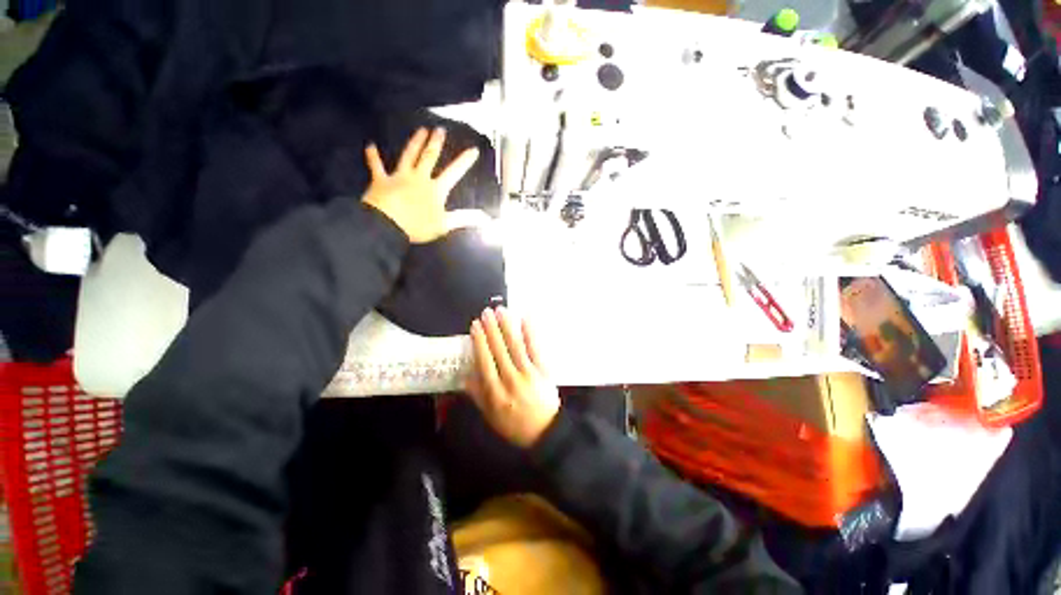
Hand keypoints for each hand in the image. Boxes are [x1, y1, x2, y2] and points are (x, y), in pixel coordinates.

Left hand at [362, 128, 479, 243]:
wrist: (387, 224)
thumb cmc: (418, 225)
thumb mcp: (445, 224)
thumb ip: (465, 218)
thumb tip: (486, 217)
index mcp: (435, 189)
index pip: (454, 173)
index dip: (464, 161)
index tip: (473, 149)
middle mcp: (419, 178)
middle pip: (429, 157)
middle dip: (436, 143)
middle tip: (440, 129)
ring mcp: (399, 176)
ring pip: (408, 156)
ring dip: (414, 143)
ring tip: (420, 130)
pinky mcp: (381, 180)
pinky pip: (376, 166)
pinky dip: (373, 156)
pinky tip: (370, 146)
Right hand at [466, 308, 560, 448]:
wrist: (545, 432)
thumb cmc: (514, 425)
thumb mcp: (491, 416)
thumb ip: (478, 395)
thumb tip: (465, 376)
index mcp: (495, 393)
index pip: (485, 362)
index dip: (479, 342)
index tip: (475, 326)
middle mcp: (511, 380)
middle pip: (499, 350)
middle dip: (492, 329)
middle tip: (486, 312)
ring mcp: (529, 374)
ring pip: (515, 346)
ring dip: (507, 327)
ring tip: (501, 311)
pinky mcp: (543, 370)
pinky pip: (535, 349)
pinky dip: (530, 333)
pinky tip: (525, 319)